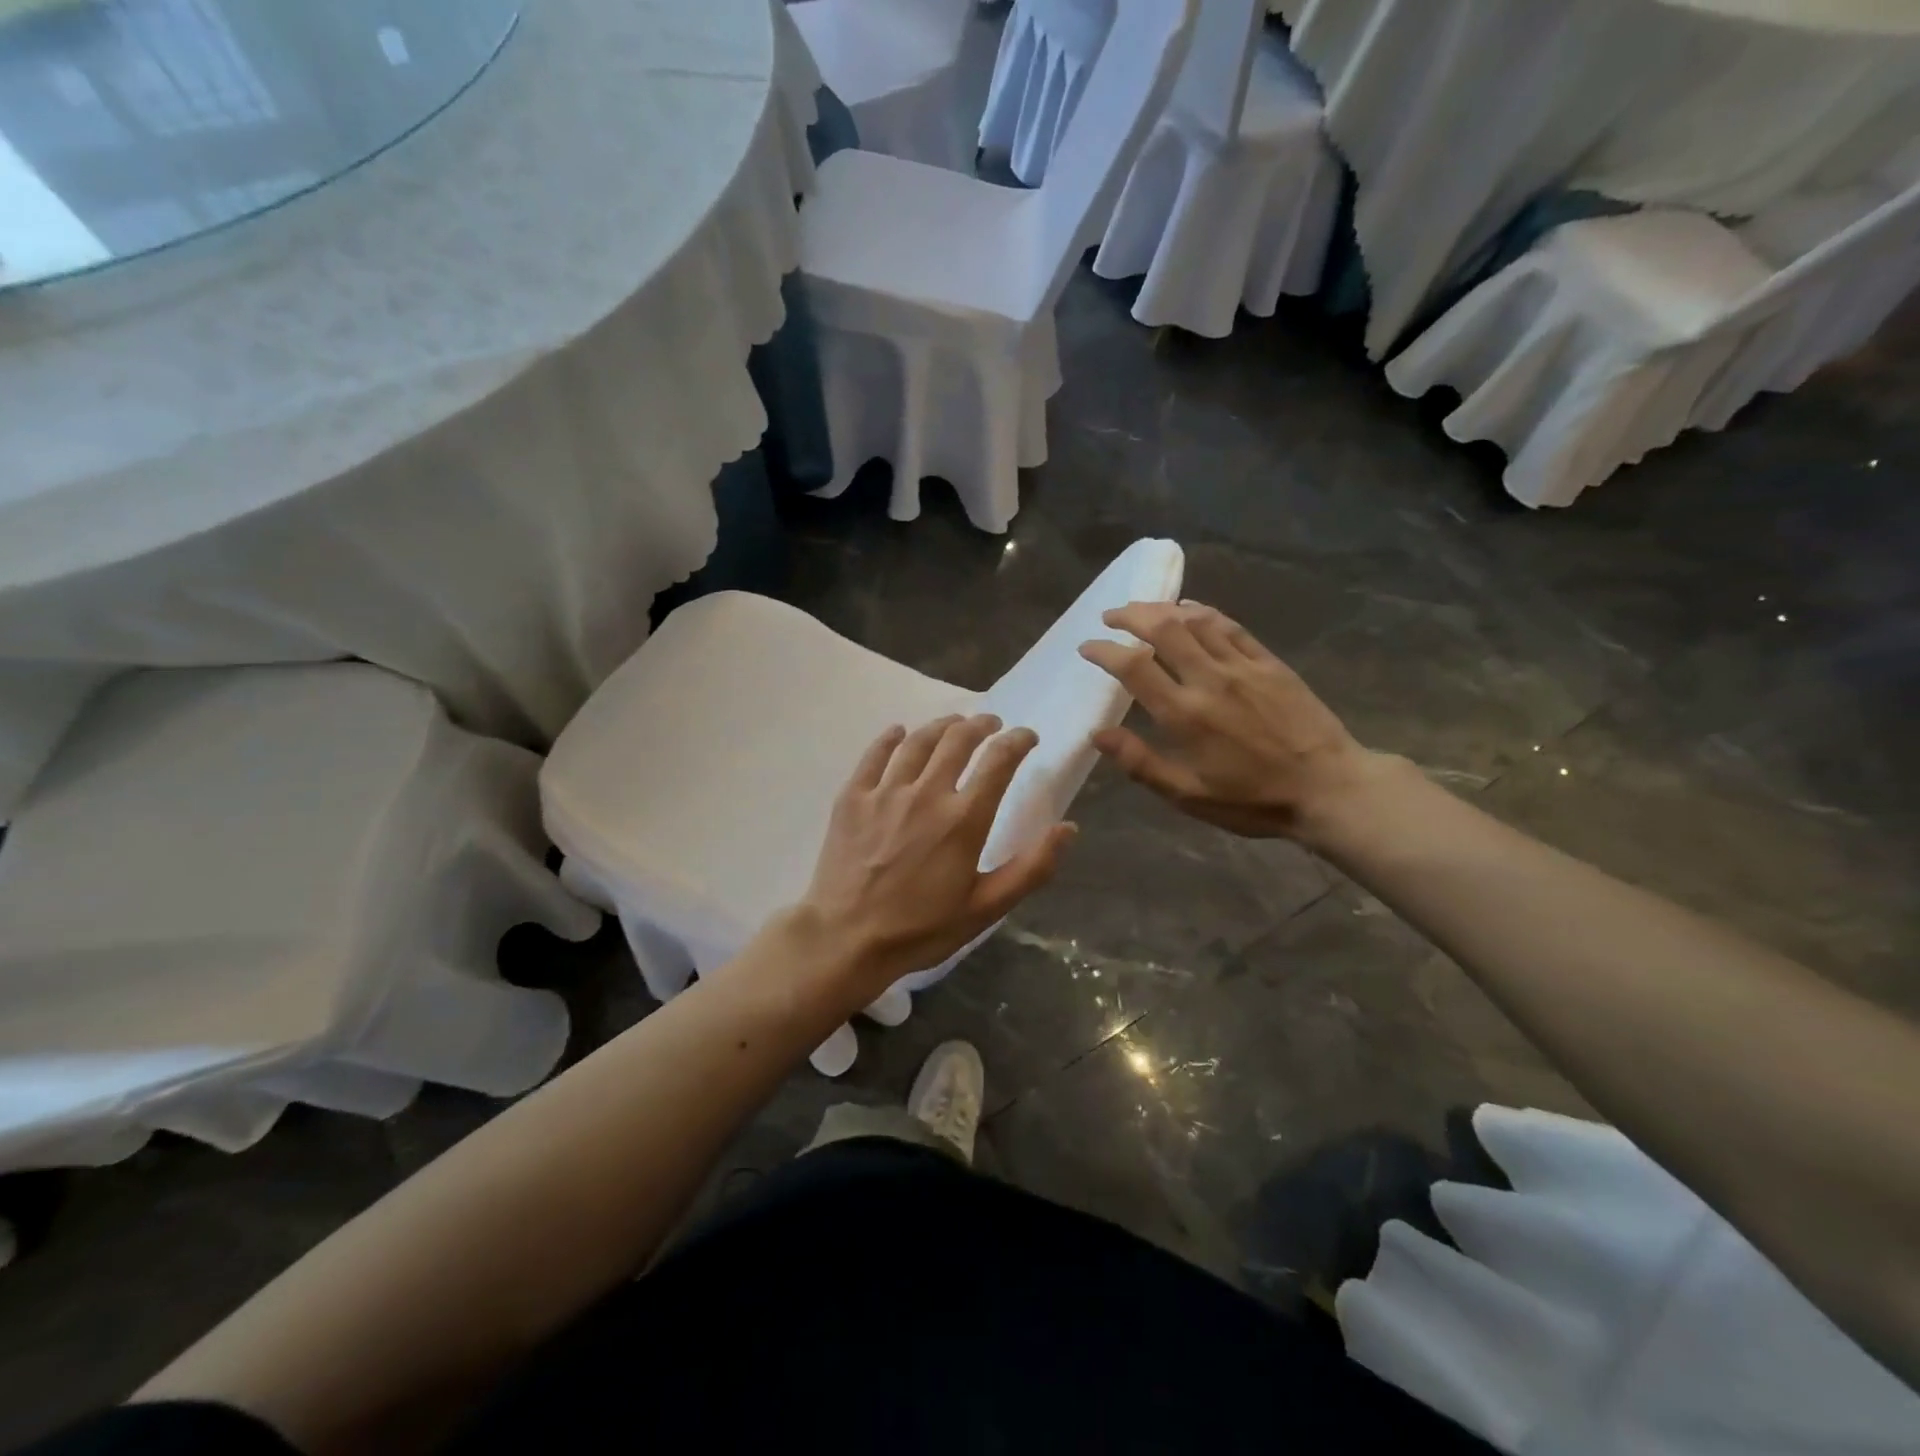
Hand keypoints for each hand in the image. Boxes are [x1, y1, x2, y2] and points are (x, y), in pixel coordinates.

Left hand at [797, 714, 1076, 994]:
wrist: (846, 939)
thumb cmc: (921, 929)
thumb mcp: (986, 908)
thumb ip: (1032, 868)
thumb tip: (1067, 828)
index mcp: (964, 819)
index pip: (999, 761)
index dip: (1017, 741)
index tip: (1027, 736)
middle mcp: (927, 793)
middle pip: (958, 740)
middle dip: (981, 724)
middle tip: (991, 723)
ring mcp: (885, 792)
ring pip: (918, 742)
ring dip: (942, 725)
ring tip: (953, 723)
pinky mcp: (852, 798)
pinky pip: (874, 755)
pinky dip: (890, 738)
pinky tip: (899, 732)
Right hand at [1078, 601, 1394, 842]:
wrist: (1329, 788)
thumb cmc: (1252, 800)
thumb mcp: (1187, 794)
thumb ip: (1140, 762)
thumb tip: (1098, 734)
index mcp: (1184, 714)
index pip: (1134, 667)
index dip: (1104, 651)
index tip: (1087, 647)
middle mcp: (1209, 679)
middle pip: (1162, 629)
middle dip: (1131, 616)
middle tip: (1111, 616)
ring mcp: (1242, 666)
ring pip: (1195, 620)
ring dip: (1162, 608)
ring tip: (1142, 609)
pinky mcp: (1269, 662)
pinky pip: (1229, 625)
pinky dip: (1203, 612)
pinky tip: (1190, 610)